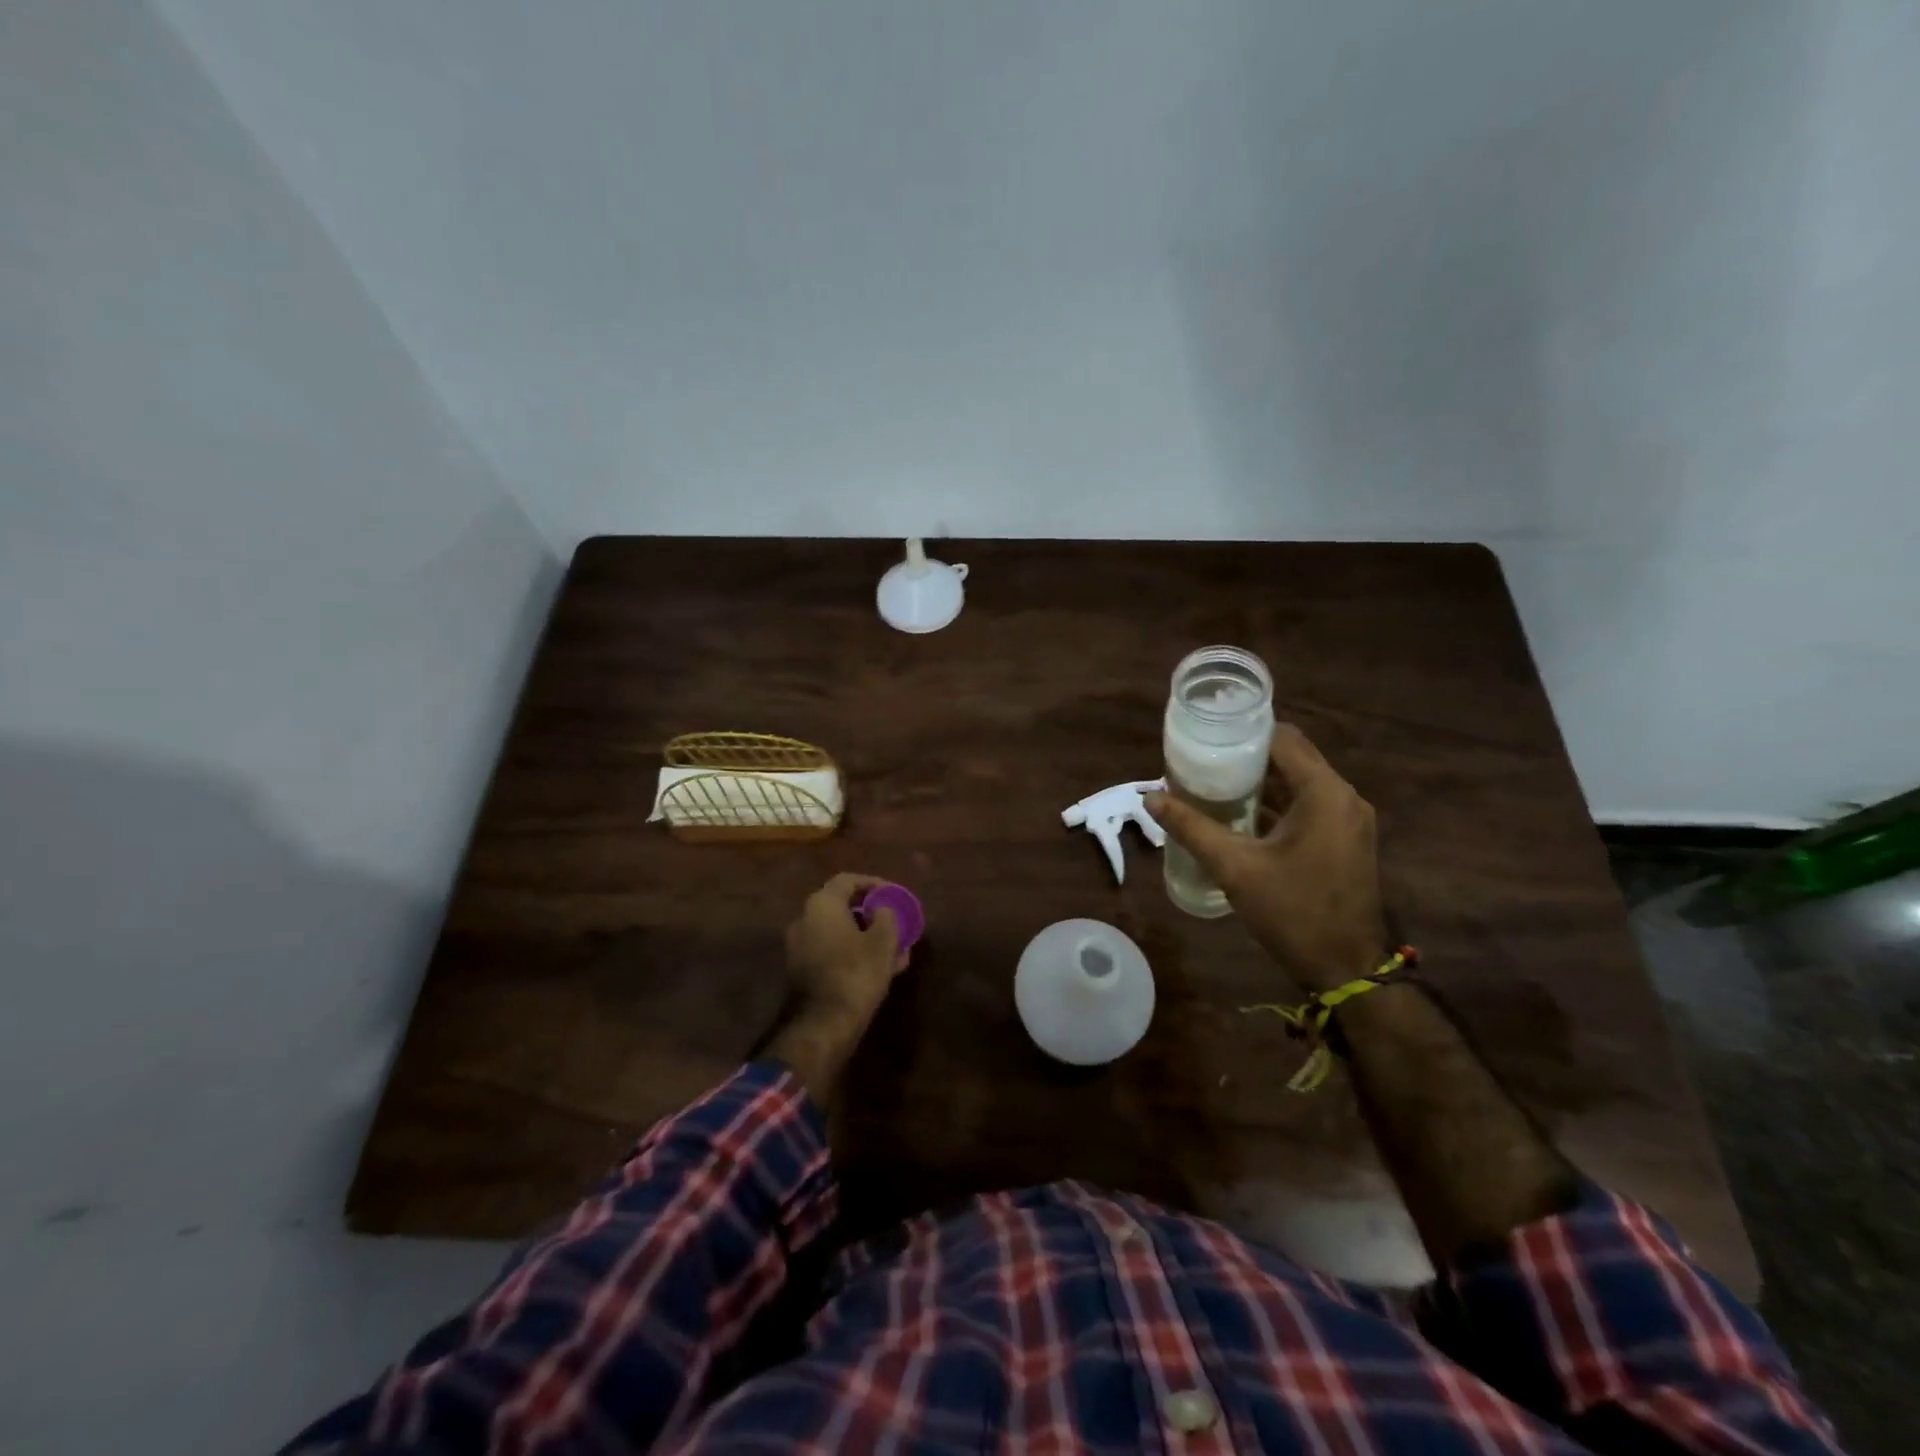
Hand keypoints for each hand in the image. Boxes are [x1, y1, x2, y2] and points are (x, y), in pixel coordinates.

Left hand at [784, 872, 910, 1024]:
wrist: (824, 1024)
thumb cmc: (857, 972)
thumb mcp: (883, 941)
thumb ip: (886, 915)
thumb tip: (881, 909)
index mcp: (821, 905)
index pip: (848, 880)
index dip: (873, 884)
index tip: (893, 894)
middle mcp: (804, 919)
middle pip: (841, 906)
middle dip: (870, 913)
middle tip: (893, 921)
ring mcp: (799, 946)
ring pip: (838, 931)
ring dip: (865, 935)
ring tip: (894, 948)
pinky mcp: (801, 970)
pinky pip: (831, 951)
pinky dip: (853, 952)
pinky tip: (878, 967)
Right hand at [1144, 725, 1387, 992]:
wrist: (1346, 969)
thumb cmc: (1293, 912)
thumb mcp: (1235, 867)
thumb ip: (1192, 827)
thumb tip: (1150, 797)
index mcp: (1324, 793)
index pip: (1283, 738)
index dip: (1243, 733)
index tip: (1206, 736)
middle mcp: (1343, 798)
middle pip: (1291, 758)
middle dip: (1246, 757)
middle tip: (1201, 761)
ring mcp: (1348, 821)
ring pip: (1299, 783)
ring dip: (1260, 782)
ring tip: (1212, 784)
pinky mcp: (1345, 841)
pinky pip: (1308, 806)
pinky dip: (1275, 804)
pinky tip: (1239, 816)